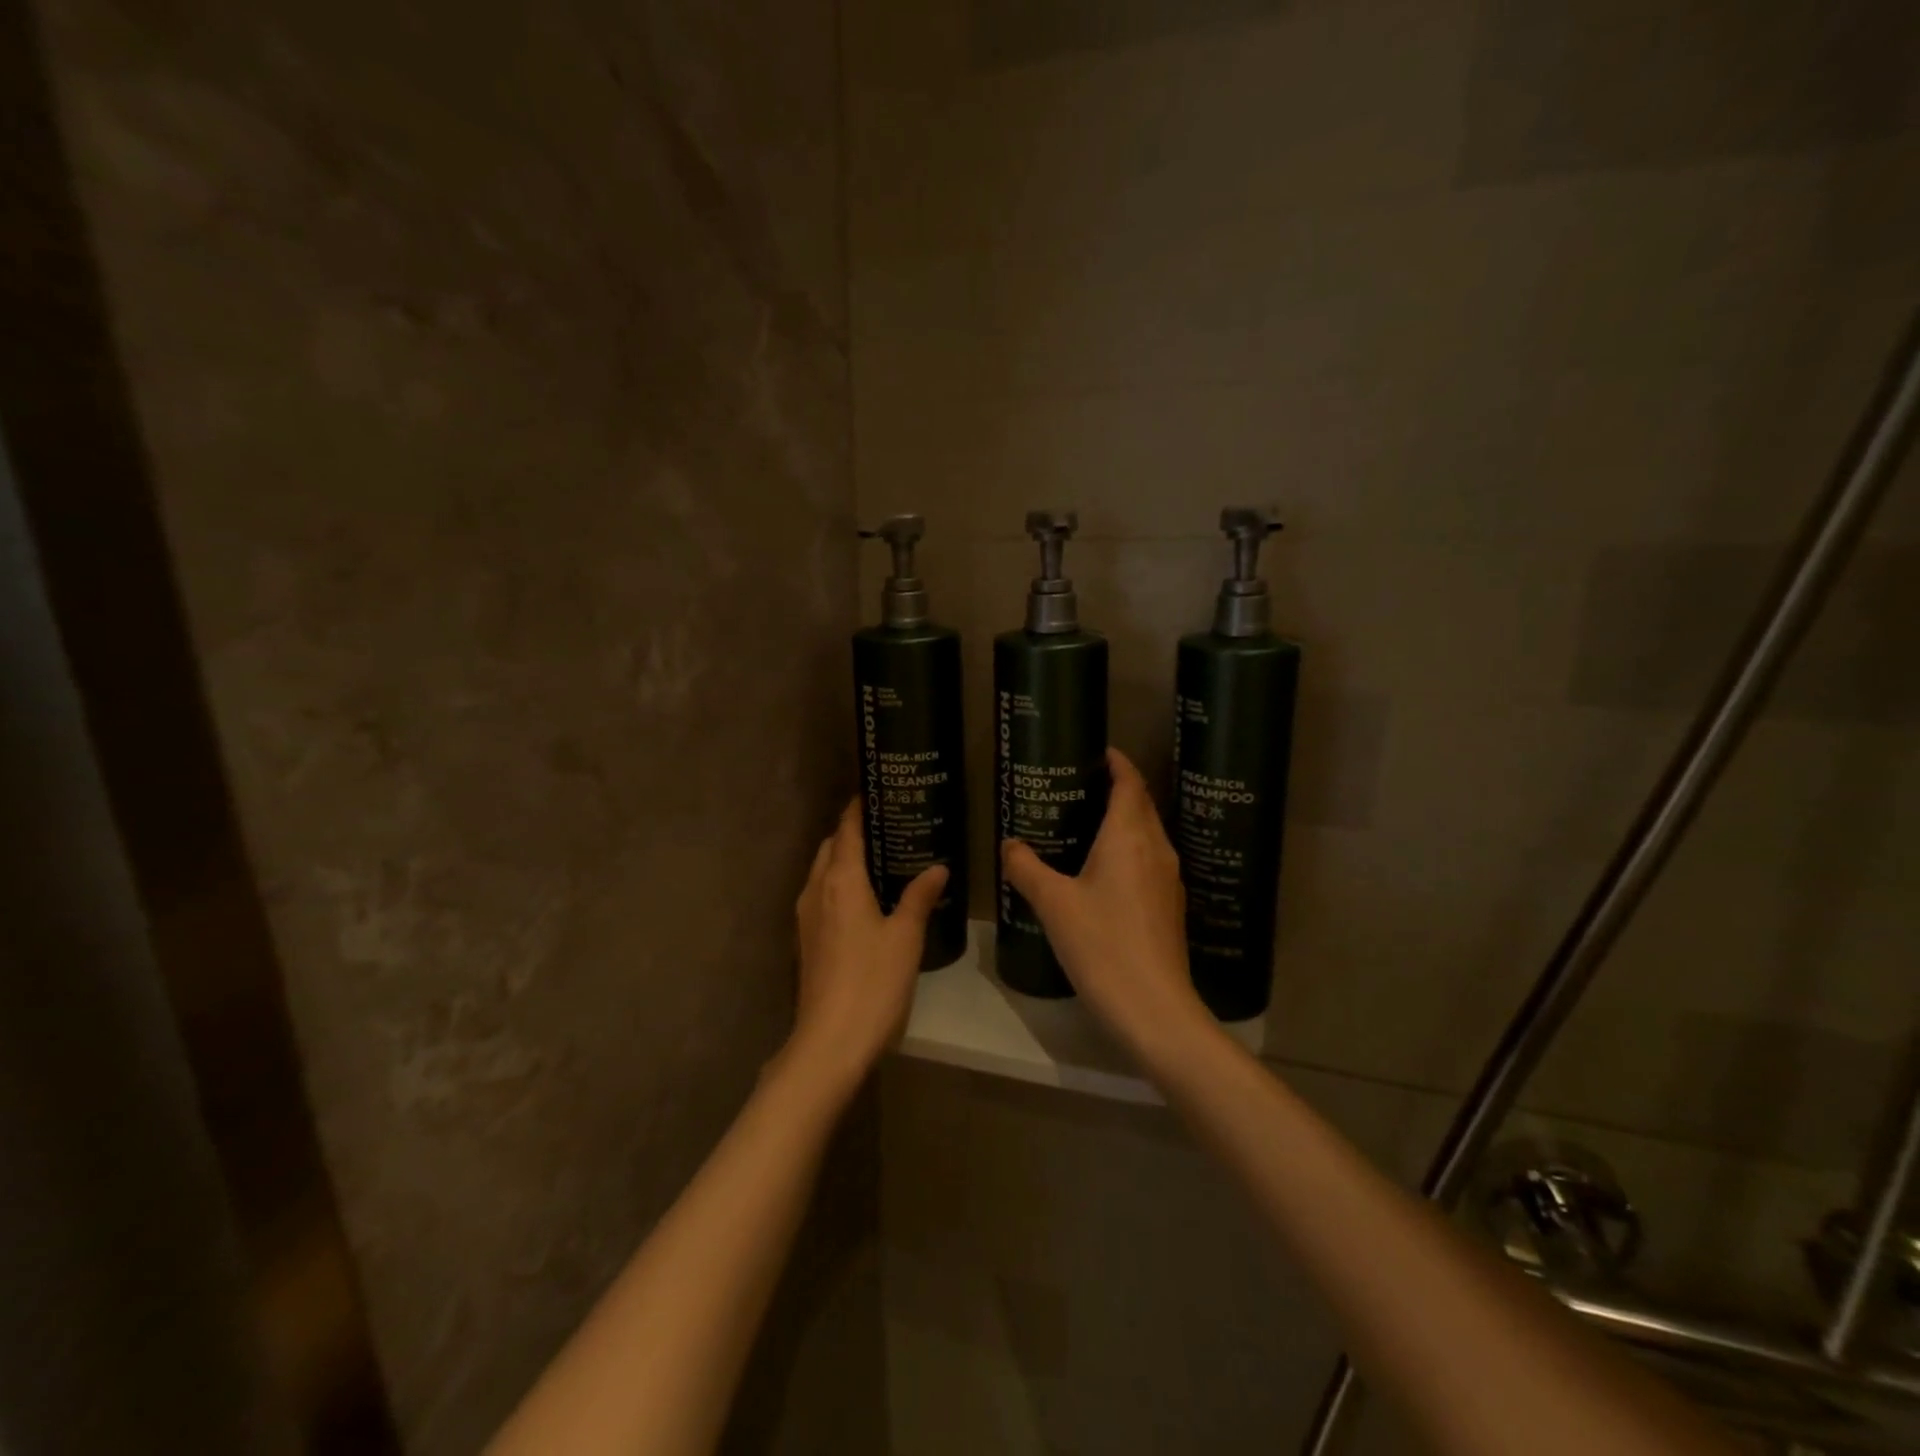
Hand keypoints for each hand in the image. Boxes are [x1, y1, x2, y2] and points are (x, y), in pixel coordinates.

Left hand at [789, 800, 947, 1092]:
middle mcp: (816, 890)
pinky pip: (821, 896)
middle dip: (851, 832)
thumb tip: (938, 868)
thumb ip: (919, 897)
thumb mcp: (905, 937)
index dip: (858, 809)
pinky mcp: (806, 941)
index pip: (846, 830)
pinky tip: (866, 899)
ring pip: (822, 872)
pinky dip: (839, 884)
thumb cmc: (873, 982)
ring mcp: (806, 917)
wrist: (829, 1042)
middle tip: (888, 826)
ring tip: (881, 858)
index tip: (876, 791)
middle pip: (829, 847)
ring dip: (843, 859)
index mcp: (840, 881)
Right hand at [1001, 748, 1210, 1063]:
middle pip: (1141, 804)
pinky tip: (1101, 870)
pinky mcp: (1169, 906)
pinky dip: (1127, 850)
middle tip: (1078, 786)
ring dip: (1123, 820)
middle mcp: (1156, 848)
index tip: (1096, 751)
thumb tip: (1009, 844)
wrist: (1153, 1008)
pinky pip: (1148, 860)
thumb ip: (1026, 868)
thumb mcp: (1053, 903)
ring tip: (1084, 823)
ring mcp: (1168, 879)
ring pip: (1147, 833)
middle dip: (1117, 788)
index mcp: (1130, 836)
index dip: (1116, 762)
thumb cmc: (1102, 944)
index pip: (1130, 782)